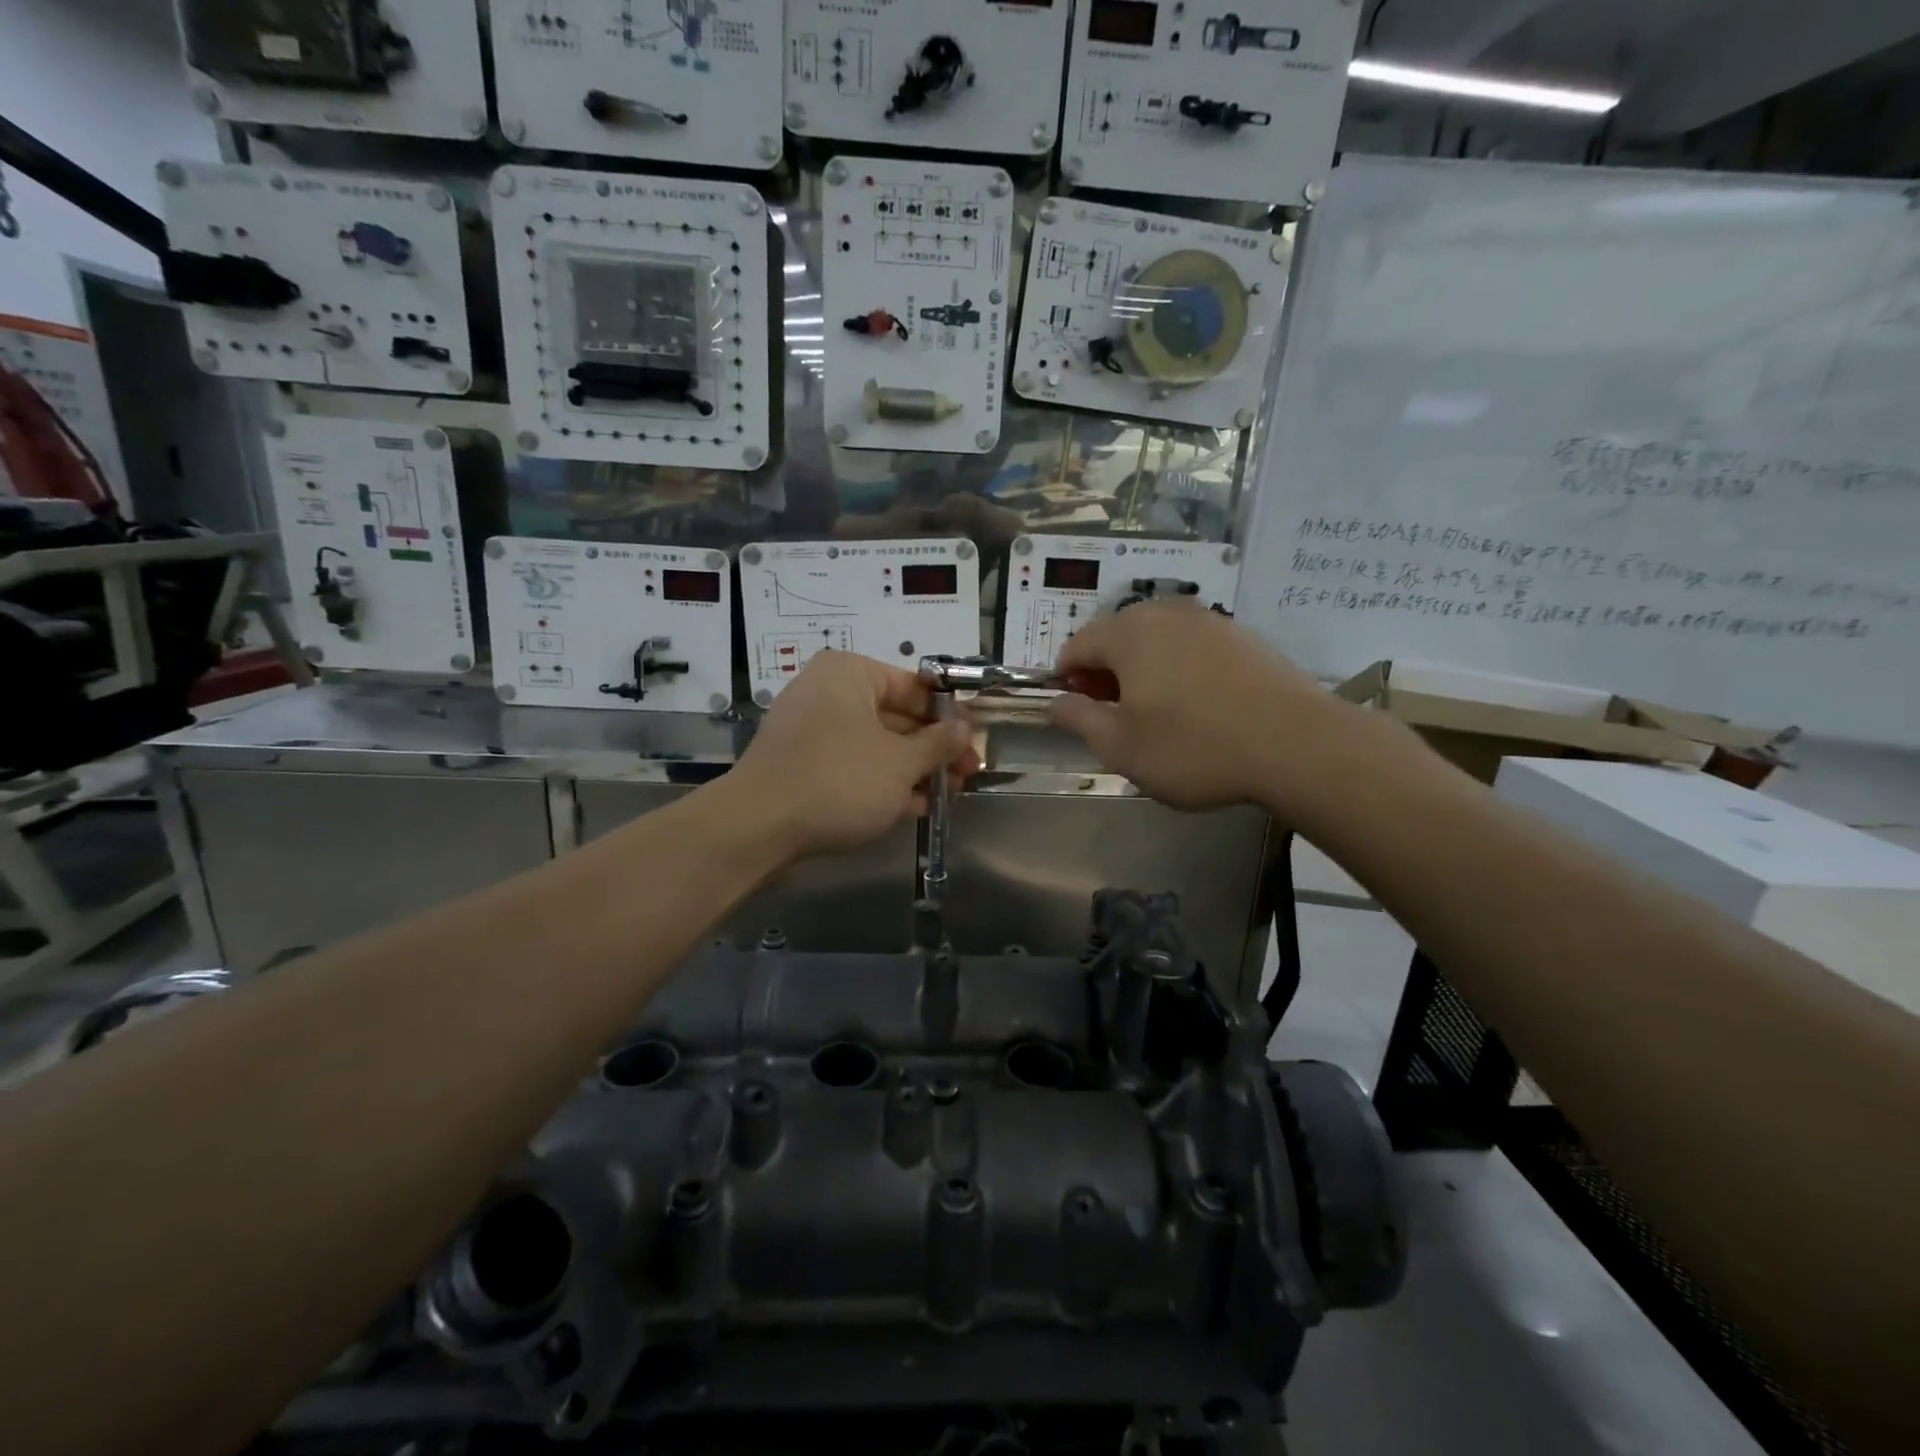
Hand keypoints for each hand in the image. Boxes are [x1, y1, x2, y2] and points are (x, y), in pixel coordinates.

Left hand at [732, 651, 978, 858]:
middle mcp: (828, 693)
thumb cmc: (839, 780)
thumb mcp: (901, 763)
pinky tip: (916, 808)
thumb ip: (938, 744)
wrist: (758, 827)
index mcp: (850, 674)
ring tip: (949, 795)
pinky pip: (853, 766)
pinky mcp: (803, 766)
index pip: (914, 685)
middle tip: (968, 774)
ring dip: (913, 770)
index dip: (950, 715)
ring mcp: (812, 731)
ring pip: (876, 745)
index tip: (976, 741)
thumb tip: (964, 729)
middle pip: (896, 716)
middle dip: (933, 748)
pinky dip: (883, 784)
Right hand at [1049, 601, 1352, 814]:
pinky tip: (1194, 705)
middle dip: (1104, 672)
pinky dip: (1179, 669)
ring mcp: (1211, 621)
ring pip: (1157, 640)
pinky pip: (1192, 647)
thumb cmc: (1193, 747)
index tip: (1074, 709)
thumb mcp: (1121, 746)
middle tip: (1111, 715)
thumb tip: (1057, 702)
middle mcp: (1167, 613)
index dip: (1065, 677)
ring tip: (1153, 712)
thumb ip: (1079, 719)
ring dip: (1142, 670)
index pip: (1078, 644)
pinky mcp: (1244, 637)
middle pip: (1117, 637)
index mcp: (1129, 633)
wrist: (1296, 744)